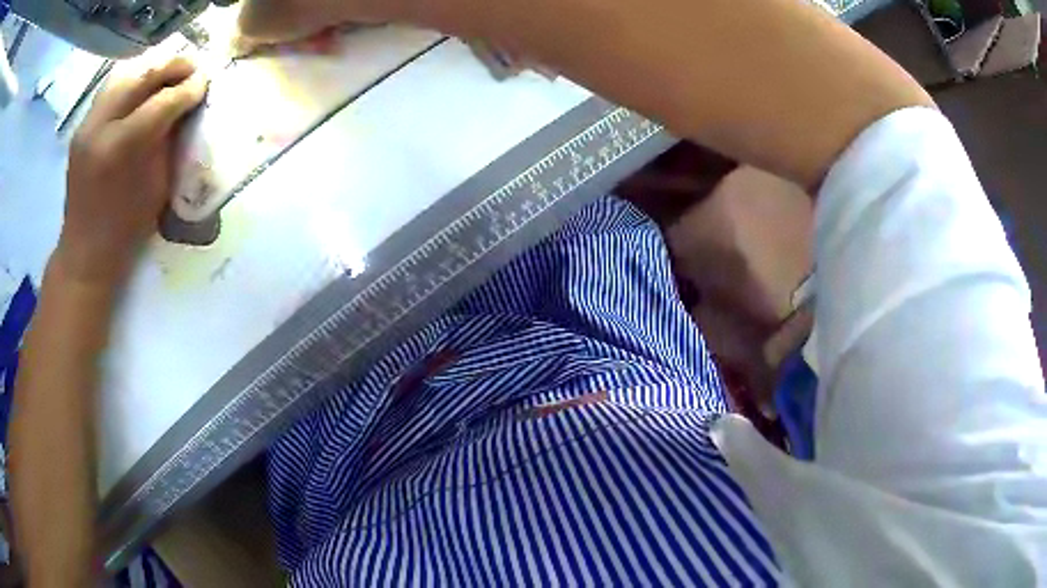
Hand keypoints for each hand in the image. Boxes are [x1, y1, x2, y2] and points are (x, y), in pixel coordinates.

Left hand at [57, 57, 208, 287]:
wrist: (85, 251)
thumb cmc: (125, 230)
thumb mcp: (156, 187)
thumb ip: (169, 142)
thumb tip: (186, 108)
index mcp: (121, 149)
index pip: (162, 101)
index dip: (187, 88)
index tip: (205, 82)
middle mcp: (101, 128)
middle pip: (142, 77)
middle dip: (172, 68)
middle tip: (192, 68)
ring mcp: (87, 125)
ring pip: (124, 75)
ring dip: (151, 69)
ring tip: (169, 73)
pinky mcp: (81, 127)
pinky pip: (110, 89)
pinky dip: (131, 81)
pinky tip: (142, 87)